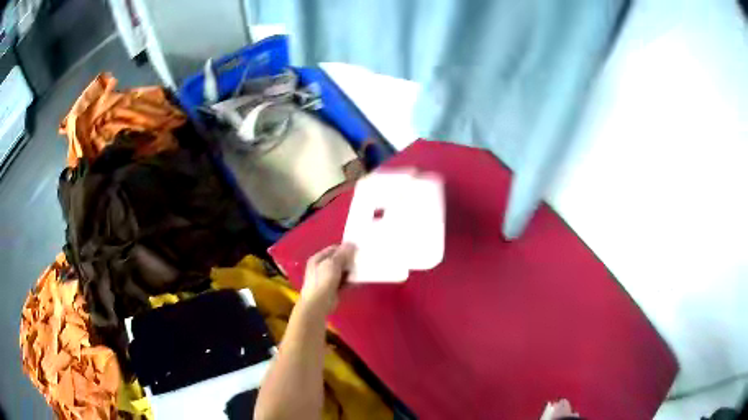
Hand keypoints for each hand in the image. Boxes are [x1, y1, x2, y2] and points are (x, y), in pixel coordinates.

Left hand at [300, 244, 355, 315]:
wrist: (318, 303)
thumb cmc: (322, 280)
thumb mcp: (332, 264)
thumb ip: (342, 254)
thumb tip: (351, 244)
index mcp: (318, 259)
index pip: (333, 249)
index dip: (344, 248)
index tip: (357, 249)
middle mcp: (321, 268)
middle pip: (338, 261)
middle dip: (349, 260)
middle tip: (362, 258)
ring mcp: (327, 279)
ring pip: (342, 272)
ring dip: (351, 271)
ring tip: (363, 268)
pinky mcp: (333, 289)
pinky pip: (344, 282)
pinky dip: (350, 281)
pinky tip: (360, 280)